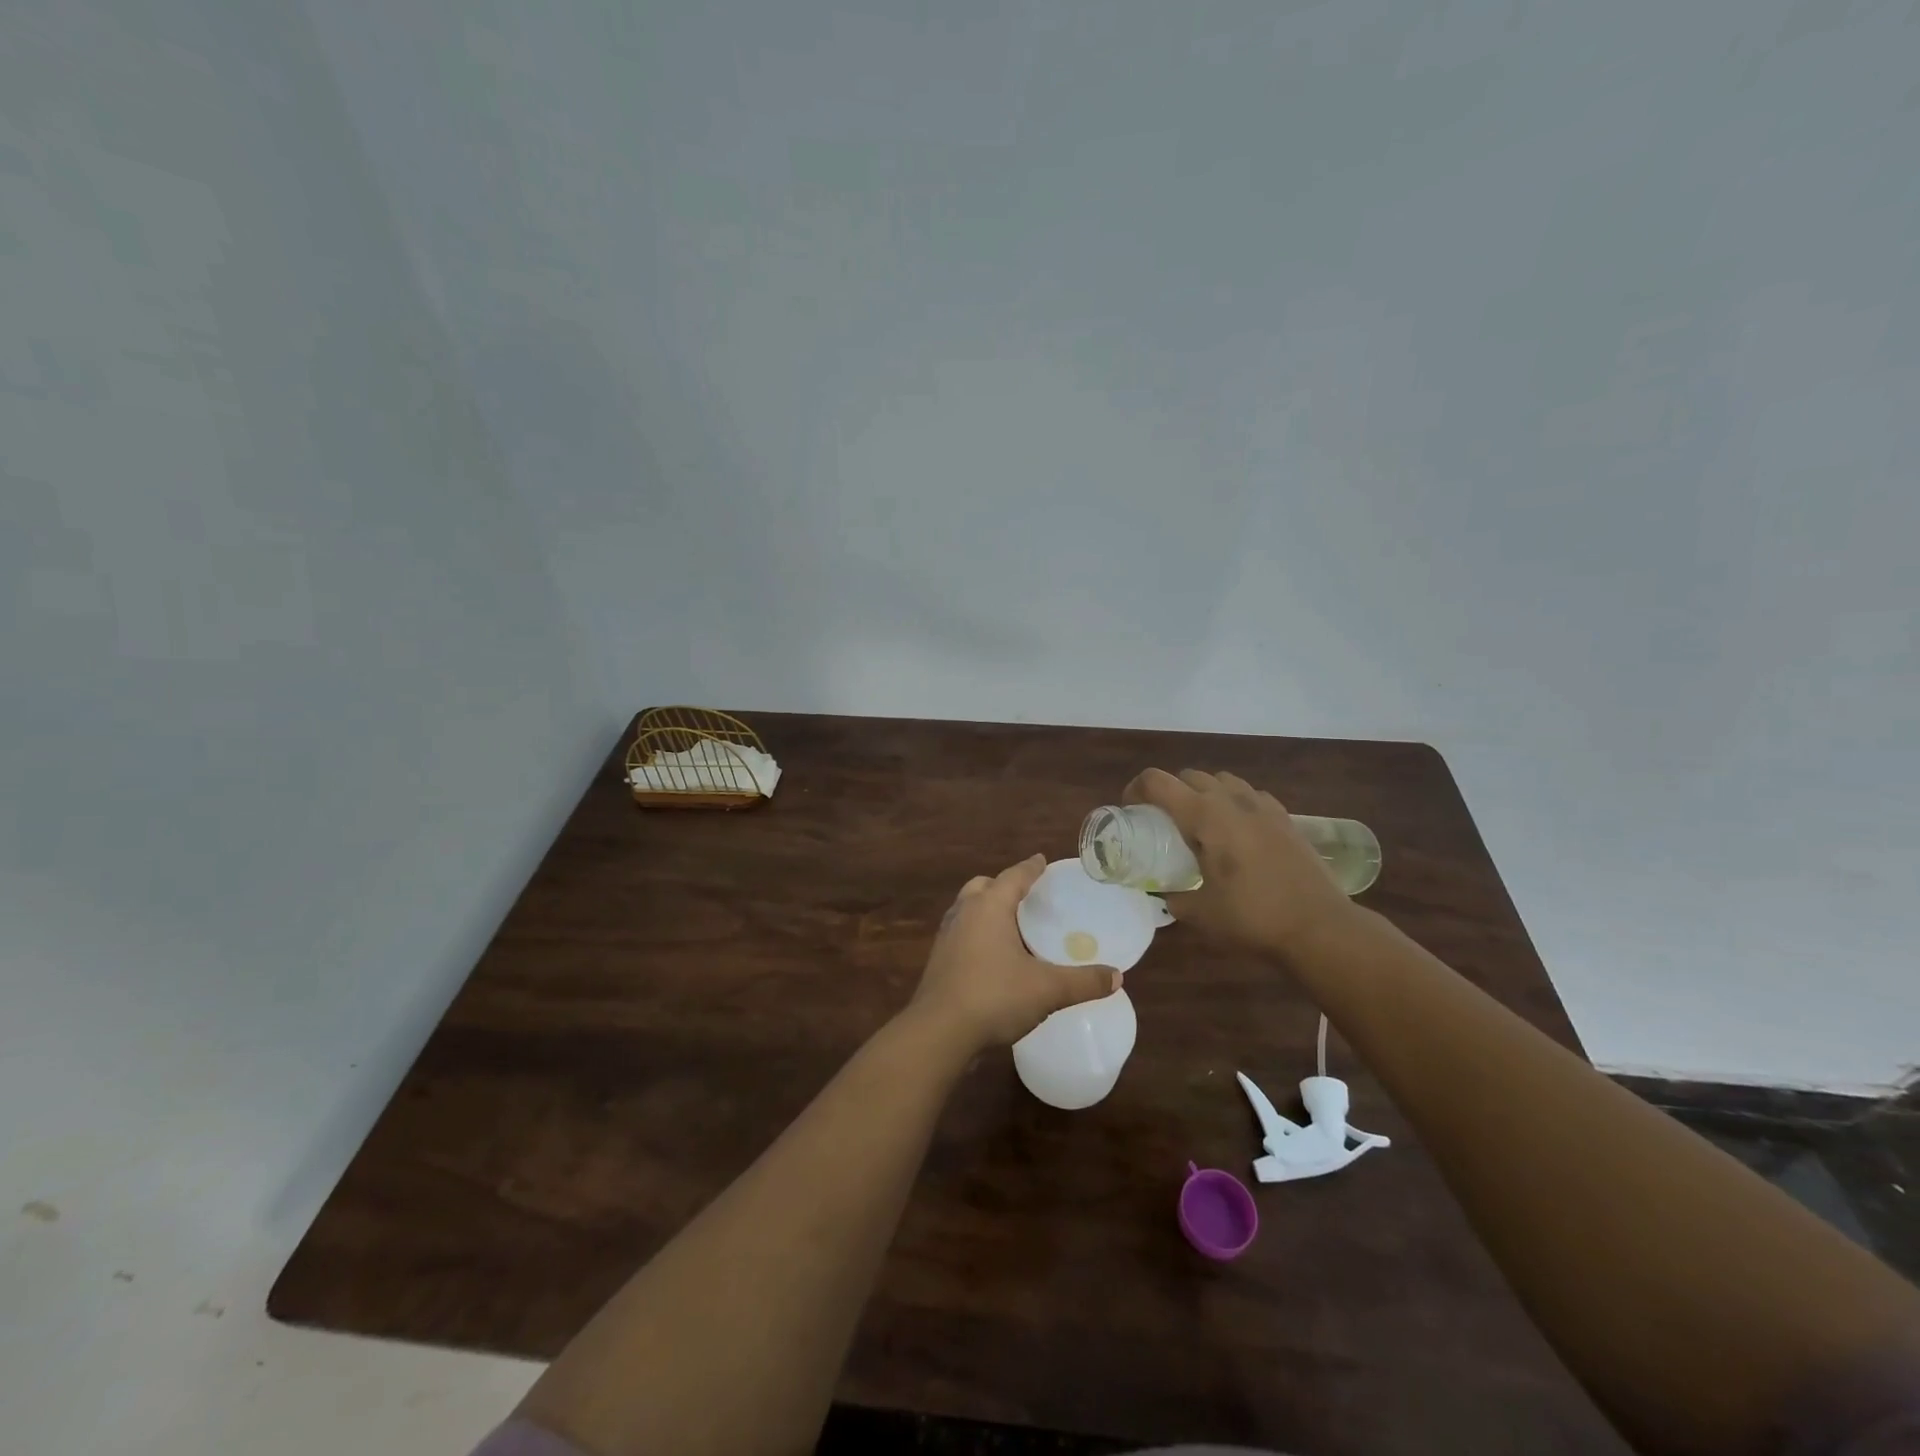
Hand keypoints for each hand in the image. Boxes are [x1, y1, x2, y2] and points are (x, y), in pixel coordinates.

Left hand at [908, 855, 1119, 1055]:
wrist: (939, 1032)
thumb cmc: (994, 996)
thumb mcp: (1047, 989)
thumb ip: (1083, 982)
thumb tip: (1117, 976)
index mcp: (990, 906)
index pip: (1014, 876)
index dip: (1031, 867)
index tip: (1041, 860)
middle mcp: (964, 912)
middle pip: (984, 886)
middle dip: (1004, 886)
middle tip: (1026, 896)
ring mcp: (947, 935)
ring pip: (967, 908)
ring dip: (986, 909)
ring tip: (1010, 925)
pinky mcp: (938, 959)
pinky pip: (961, 933)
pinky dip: (977, 933)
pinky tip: (992, 956)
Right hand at [1123, 768, 1355, 957]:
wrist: (1320, 927)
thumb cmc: (1252, 918)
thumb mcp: (1200, 914)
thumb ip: (1174, 898)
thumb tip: (1165, 894)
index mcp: (1204, 816)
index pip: (1157, 781)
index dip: (1136, 789)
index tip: (1130, 810)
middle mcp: (1231, 800)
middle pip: (1189, 776)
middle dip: (1169, 791)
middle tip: (1162, 821)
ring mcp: (1263, 806)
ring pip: (1222, 780)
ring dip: (1204, 793)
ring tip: (1201, 824)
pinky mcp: (1286, 818)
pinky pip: (1250, 795)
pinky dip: (1235, 803)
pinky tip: (1238, 832)